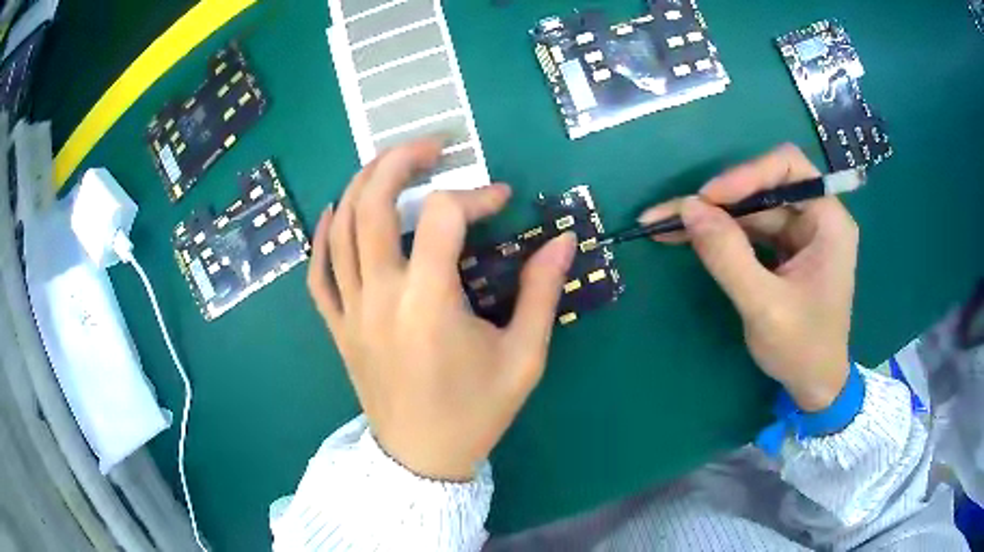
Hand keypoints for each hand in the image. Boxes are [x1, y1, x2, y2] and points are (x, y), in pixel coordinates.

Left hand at [307, 140, 576, 479]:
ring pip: (340, 229)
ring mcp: (350, 312)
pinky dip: (322, 236)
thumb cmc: (476, 413)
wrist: (422, 459)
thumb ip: (543, 293)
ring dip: (362, 185)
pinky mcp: (337, 328)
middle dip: (400, 161)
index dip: (476, 196)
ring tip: (390, 165)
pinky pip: (317, 273)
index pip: (444, 217)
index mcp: (428, 304)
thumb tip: (563, 240)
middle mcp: (379, 298)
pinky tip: (335, 212)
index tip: (502, 200)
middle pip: (372, 205)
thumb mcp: (523, 358)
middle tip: (433, 146)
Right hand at [639, 144, 857, 410]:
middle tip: (670, 213)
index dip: (747, 174)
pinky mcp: (786, 250)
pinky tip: (690, 237)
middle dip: (719, 199)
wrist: (815, 387)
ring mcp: (800, 234)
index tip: (708, 199)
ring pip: (752, 209)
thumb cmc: (802, 349)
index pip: (788, 168)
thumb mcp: (764, 307)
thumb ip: (728, 256)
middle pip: (764, 187)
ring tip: (665, 225)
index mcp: (828, 221)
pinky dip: (721, 234)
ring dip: (712, 217)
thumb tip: (687, 208)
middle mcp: (816, 218)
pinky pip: (751, 230)